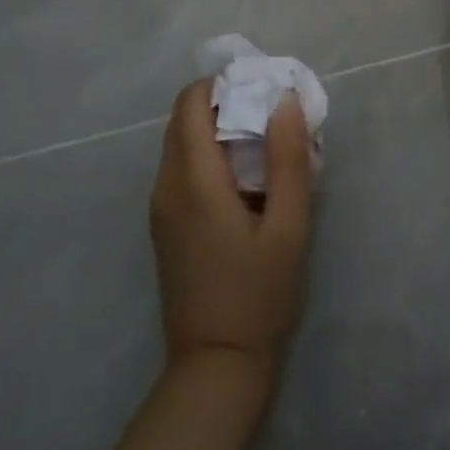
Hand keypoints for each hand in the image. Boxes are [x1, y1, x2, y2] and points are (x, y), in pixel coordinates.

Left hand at [150, 80, 313, 377]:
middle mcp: (166, 186)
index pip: (191, 103)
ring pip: (180, 144)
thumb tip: (284, 101)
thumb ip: (288, 160)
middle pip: (182, 119)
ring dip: (215, 130)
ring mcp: (160, 208)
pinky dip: (207, 157)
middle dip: (222, 103)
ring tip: (263, 146)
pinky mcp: (164, 226)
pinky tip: (244, 181)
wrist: (215, 365)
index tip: (261, 89)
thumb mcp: (288, 227)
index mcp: (193, 180)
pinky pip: (180, 170)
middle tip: (269, 115)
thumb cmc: (258, 295)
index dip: (222, 84)